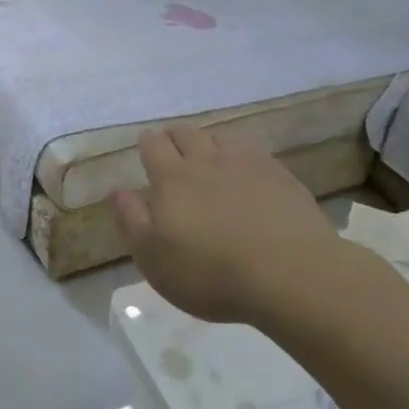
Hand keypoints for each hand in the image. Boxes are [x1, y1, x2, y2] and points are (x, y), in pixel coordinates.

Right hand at [111, 127, 350, 326]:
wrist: (292, 275)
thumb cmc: (211, 274)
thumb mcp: (154, 259)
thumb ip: (131, 221)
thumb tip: (117, 191)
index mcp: (171, 178)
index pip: (153, 144)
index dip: (147, 145)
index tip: (147, 154)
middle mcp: (205, 161)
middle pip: (185, 133)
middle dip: (175, 139)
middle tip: (174, 157)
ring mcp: (246, 164)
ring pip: (219, 138)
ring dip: (208, 145)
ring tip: (209, 164)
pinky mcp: (280, 175)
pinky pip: (253, 152)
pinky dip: (242, 157)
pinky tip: (247, 175)